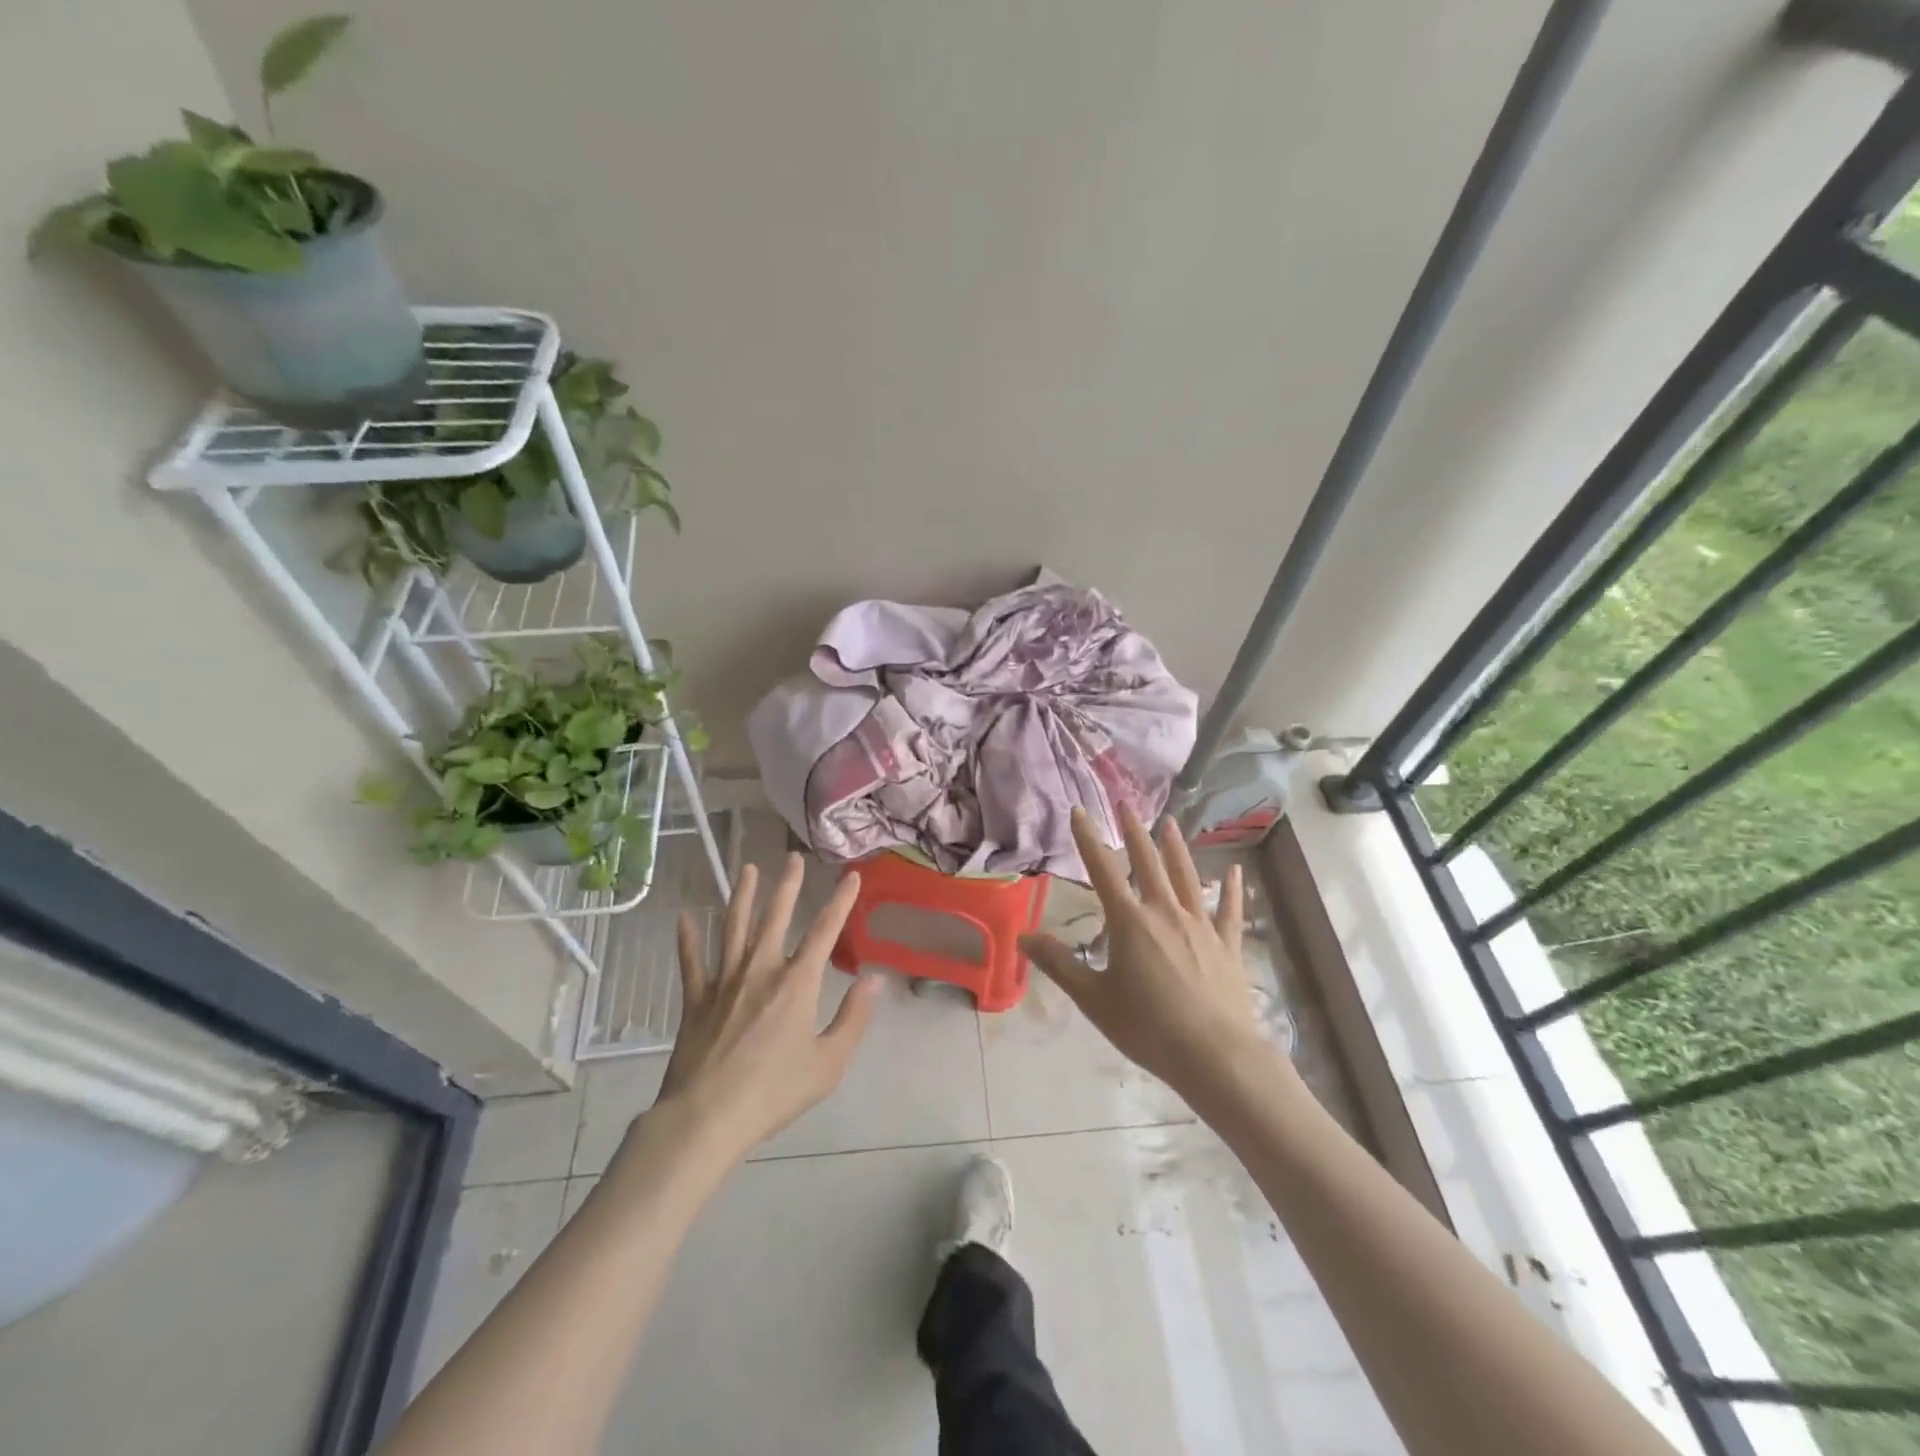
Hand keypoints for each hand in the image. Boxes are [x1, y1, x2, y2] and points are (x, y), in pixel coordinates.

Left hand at [652, 855, 883, 1160]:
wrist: (707, 1117)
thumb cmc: (774, 1092)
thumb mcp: (828, 1063)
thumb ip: (853, 1018)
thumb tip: (874, 979)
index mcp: (797, 983)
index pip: (824, 931)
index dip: (840, 901)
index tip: (851, 875)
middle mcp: (761, 970)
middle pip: (775, 917)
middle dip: (787, 885)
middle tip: (792, 858)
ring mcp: (724, 982)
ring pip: (734, 928)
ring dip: (741, 896)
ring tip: (747, 870)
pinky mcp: (695, 1000)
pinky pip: (691, 962)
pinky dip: (687, 939)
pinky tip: (683, 917)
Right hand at [1021, 806, 1274, 1108]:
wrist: (1215, 1055)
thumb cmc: (1147, 1027)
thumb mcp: (1093, 998)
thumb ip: (1059, 964)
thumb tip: (1024, 937)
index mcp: (1130, 921)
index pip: (1102, 870)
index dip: (1088, 838)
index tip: (1079, 811)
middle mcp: (1165, 912)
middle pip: (1148, 863)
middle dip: (1135, 832)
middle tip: (1127, 804)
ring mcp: (1201, 926)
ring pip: (1187, 877)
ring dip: (1176, 849)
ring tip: (1170, 824)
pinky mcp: (1228, 946)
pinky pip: (1229, 911)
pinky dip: (1232, 889)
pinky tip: (1235, 871)